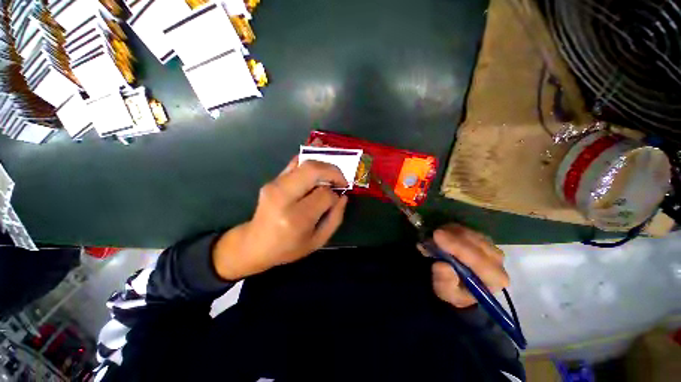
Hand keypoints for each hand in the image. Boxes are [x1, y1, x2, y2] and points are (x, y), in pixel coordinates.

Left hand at [213, 158, 348, 280]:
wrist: (255, 244)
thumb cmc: (288, 248)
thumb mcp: (318, 241)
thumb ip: (335, 218)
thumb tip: (343, 196)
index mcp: (296, 218)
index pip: (324, 194)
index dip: (335, 195)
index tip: (337, 199)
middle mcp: (283, 197)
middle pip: (313, 171)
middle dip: (332, 171)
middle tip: (341, 179)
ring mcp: (275, 186)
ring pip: (304, 163)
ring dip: (324, 164)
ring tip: (334, 171)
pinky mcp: (272, 180)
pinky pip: (294, 163)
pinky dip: (309, 156)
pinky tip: (320, 150)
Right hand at [423, 224, 508, 307]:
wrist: (457, 285)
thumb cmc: (453, 291)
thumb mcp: (445, 292)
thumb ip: (445, 281)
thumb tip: (442, 265)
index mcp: (495, 279)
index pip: (480, 260)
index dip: (457, 247)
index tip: (436, 236)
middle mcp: (498, 262)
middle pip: (477, 242)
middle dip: (452, 237)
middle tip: (431, 235)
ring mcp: (491, 247)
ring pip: (471, 233)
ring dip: (450, 232)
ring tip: (434, 237)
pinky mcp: (482, 238)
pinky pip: (467, 228)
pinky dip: (451, 229)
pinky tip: (441, 234)